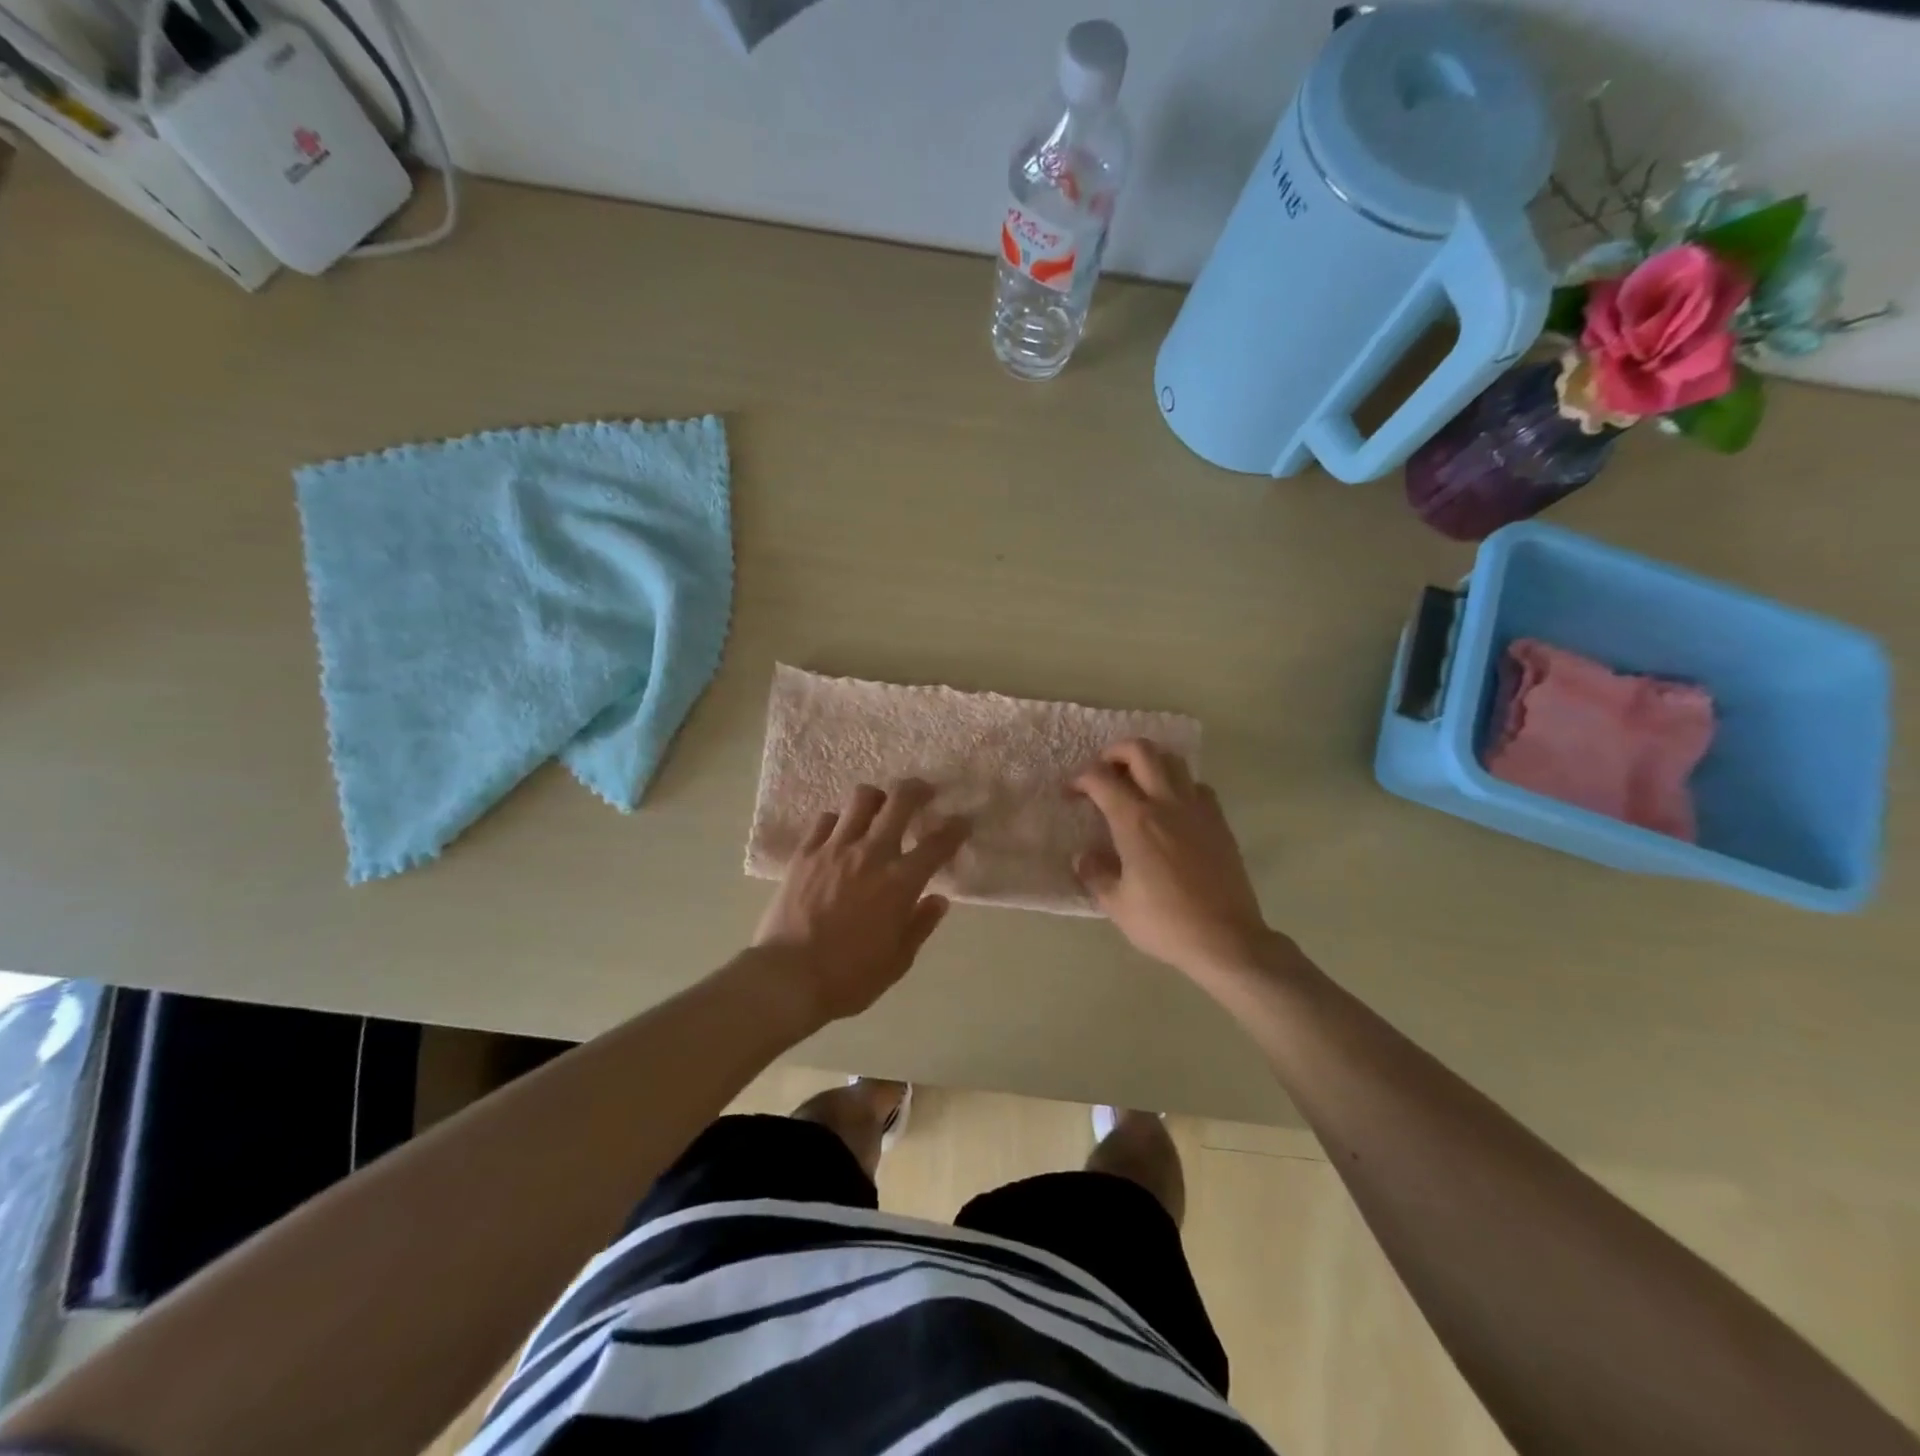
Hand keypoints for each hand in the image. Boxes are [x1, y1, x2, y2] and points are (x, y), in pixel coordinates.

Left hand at [755, 778, 970, 1024]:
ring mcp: (835, 848)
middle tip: (924, 793)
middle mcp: (871, 854)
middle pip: (900, 801)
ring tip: (880, 808)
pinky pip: (825, 819)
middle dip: (918, 790)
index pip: (938, 843)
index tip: (961, 824)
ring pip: (862, 799)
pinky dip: (839, 820)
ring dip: (877, 799)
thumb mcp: (898, 961)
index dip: (955, 828)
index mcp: (900, 882)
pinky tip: (840, 833)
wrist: (787, 978)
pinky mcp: (805, 852)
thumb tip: (938, 899)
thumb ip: (921, 924)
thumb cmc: (849, 977)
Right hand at [1072, 739, 1277, 978]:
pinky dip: (1179, 785)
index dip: (1079, 779)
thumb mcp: (1117, 905)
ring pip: (1173, 761)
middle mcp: (1166, 803)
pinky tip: (1171, 808)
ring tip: (1136, 783)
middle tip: (1103, 772)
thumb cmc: (1165, 923)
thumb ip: (1095, 874)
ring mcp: (1197, 809)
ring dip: (1149, 763)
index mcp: (1135, 821)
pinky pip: (1197, 786)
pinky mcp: (1219, 822)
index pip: (1100, 778)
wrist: (1226, 939)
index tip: (1070, 793)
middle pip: (1140, 751)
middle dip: (1115, 752)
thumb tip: (1084, 857)